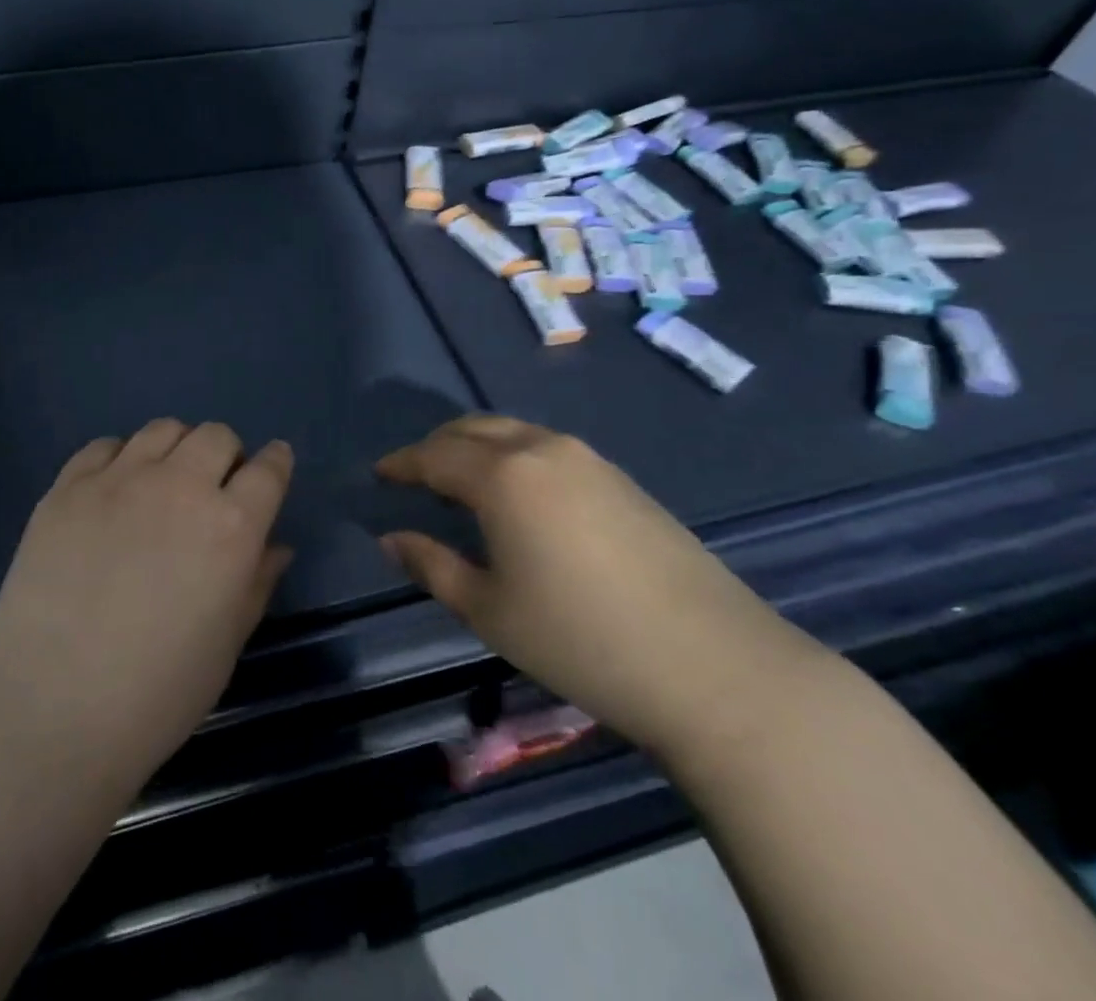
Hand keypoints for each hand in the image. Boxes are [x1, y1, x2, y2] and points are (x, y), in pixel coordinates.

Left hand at [0, 419, 293, 785]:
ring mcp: (119, 480)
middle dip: (226, 454)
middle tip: (213, 489)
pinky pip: (104, 446)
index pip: (269, 470)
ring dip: (176, 449)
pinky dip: (119, 459)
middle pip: (216, 436)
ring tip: (163, 483)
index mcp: (231, 526)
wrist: (50, 708)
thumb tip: (275, 547)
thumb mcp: (226, 645)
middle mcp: (180, 486)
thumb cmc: (157, 694)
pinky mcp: (68, 486)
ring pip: (163, 429)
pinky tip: (112, 492)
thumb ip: (256, 583)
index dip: (276, 463)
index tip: (273, 466)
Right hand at [377, 415, 818, 755]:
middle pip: (474, 429)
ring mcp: (589, 459)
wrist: (715, 666)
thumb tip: (392, 539)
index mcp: (503, 475)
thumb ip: (432, 566)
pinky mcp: (621, 478)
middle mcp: (543, 449)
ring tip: (462, 482)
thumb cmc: (582, 640)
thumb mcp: (490, 610)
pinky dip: (515, 457)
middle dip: (437, 446)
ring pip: (514, 432)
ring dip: (478, 447)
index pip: (435, 455)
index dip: (402, 462)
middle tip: (415, 474)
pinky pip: (547, 448)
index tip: (380, 473)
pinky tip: (518, 495)